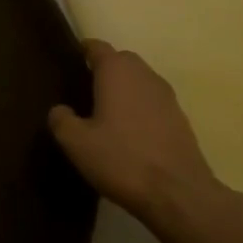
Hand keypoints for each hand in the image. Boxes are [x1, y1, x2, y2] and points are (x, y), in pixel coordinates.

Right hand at [48, 40, 219, 221]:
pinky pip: (154, 104)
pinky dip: (141, 110)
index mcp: (117, 71)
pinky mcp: (182, 121)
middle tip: (85, 90)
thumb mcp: (76, 143)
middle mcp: (144, 75)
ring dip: (125, 90)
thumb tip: (60, 110)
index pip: (97, 47)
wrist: (180, 196)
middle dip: (104, 69)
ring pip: (140, 82)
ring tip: (107, 113)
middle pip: (121, 61)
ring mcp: (168, 97)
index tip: (70, 63)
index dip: (82, 52)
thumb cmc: (122, 159)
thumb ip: (61, 119)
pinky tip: (131, 134)